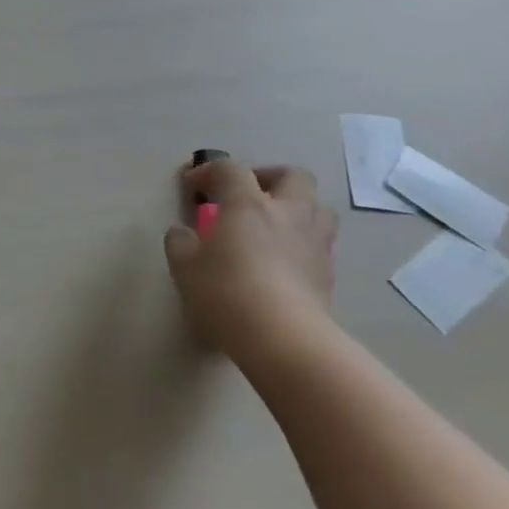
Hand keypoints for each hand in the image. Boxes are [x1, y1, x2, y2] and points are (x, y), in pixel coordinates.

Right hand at [164, 157, 338, 361]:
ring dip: (296, 208)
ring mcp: (314, 242)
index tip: (192, 186)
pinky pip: (319, 242)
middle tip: (247, 195)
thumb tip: (183, 233)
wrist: (284, 339)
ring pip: (318, 207)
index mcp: (249, 204)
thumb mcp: (185, 267)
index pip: (230, 169)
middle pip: (292, 176)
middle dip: (268, 178)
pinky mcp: (328, 273)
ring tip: (273, 225)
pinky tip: (283, 260)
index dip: (208, 170)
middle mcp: (287, 213)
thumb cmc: (227, 293)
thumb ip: (180, 242)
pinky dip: (302, 242)